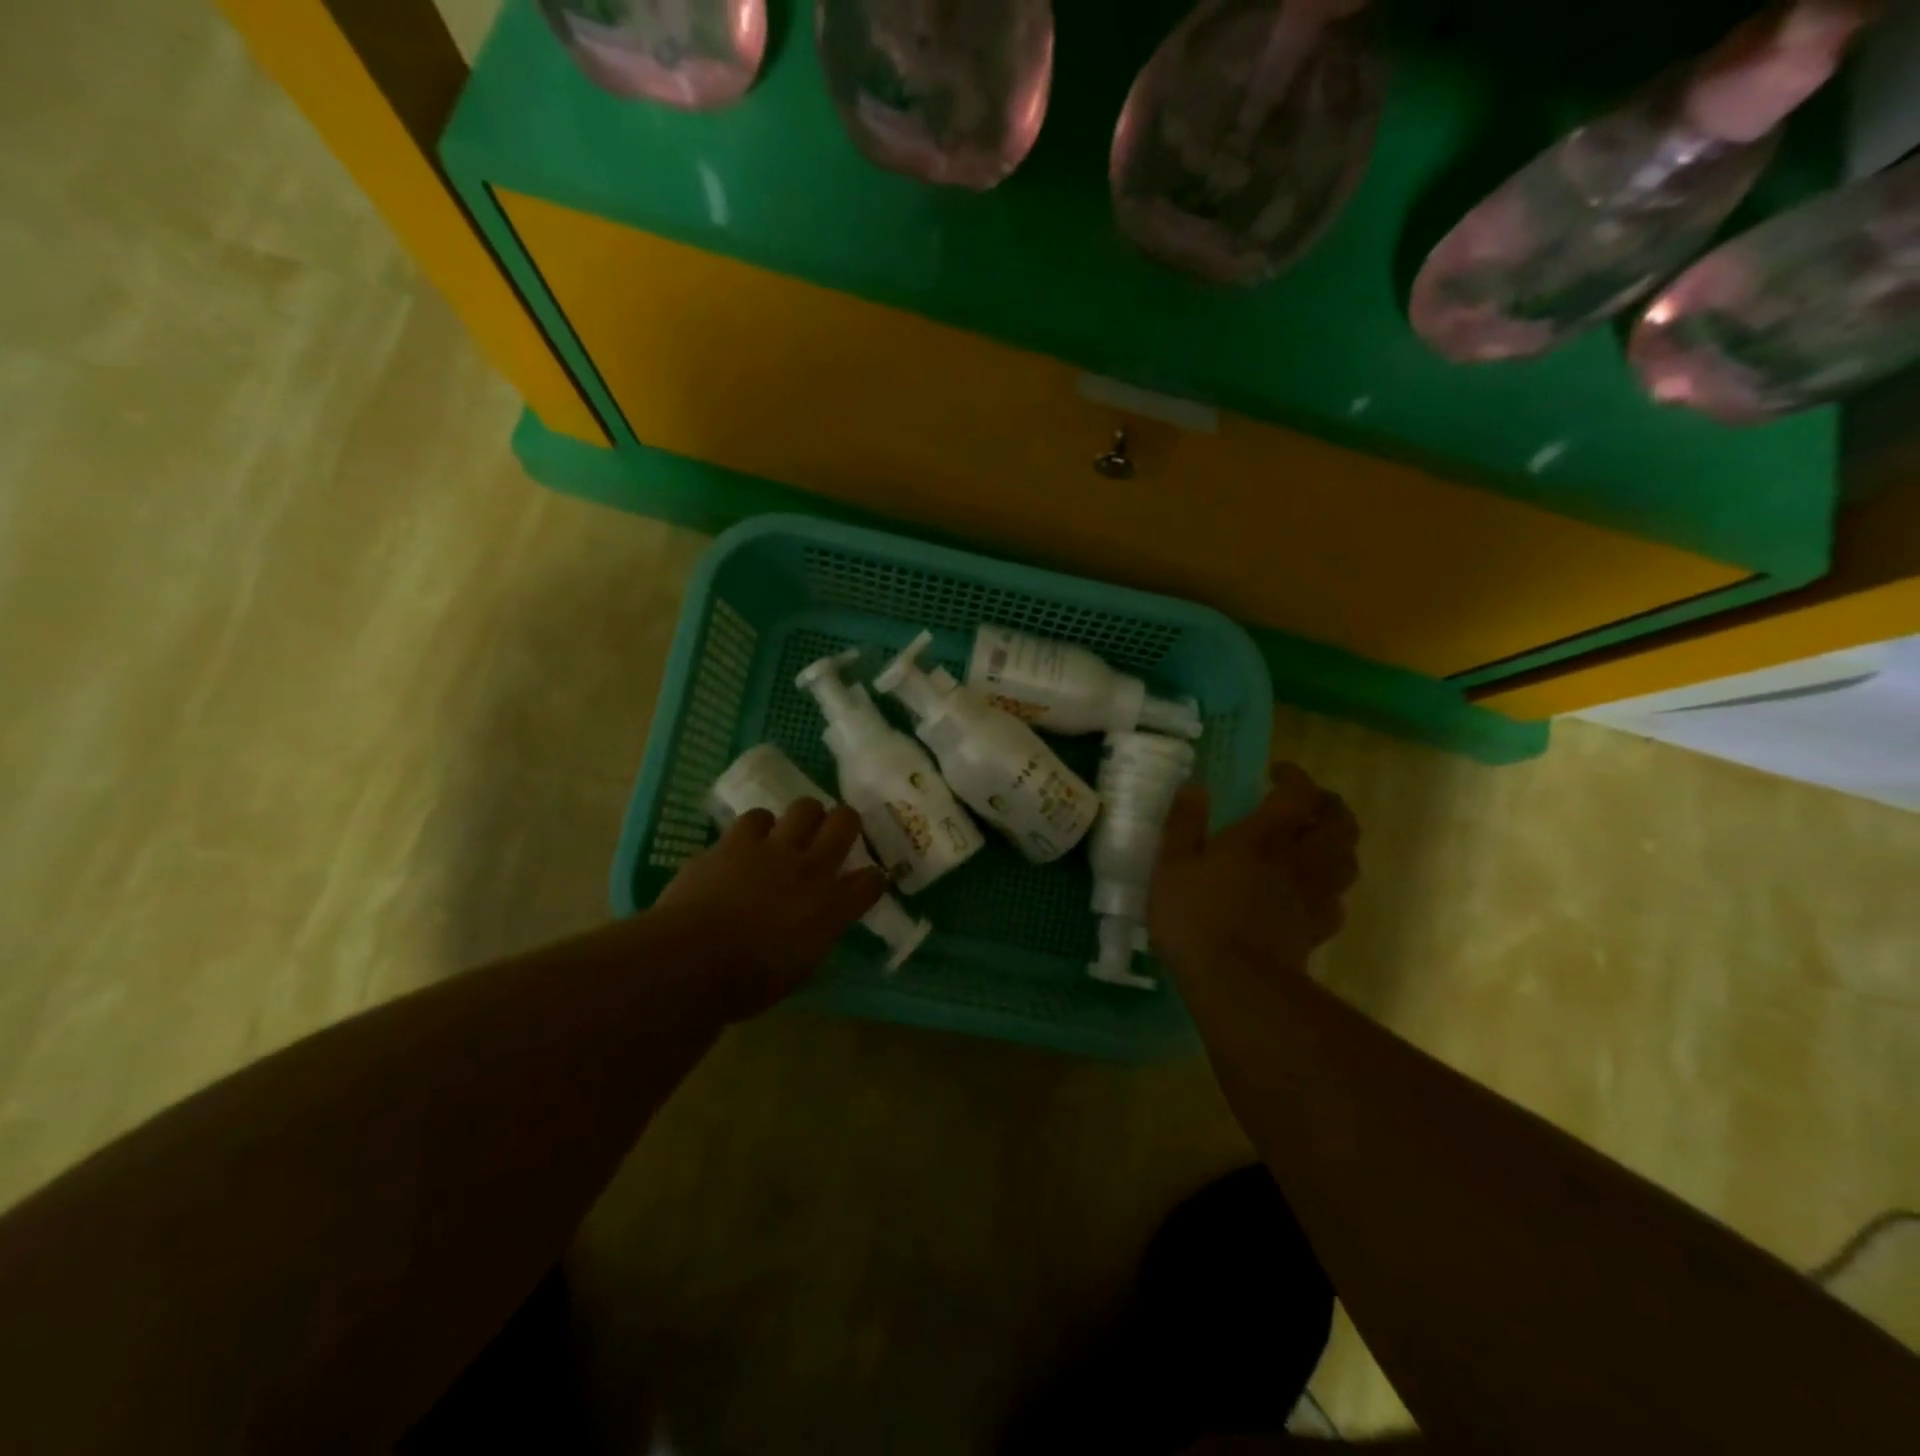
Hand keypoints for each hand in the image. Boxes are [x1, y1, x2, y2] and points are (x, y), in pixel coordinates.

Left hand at [653, 800, 887, 1018]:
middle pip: (845, 822)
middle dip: (845, 822)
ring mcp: (771, 849)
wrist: (692, 959)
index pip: (870, 881)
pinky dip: (756, 829)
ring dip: (800, 820)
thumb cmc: (749, 981)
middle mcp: (809, 868)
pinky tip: (746, 843)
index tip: (866, 882)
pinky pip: (754, 819)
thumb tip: (816, 924)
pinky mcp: (733, 842)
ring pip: (802, 808)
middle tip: (835, 833)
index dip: (872, 878)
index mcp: (831, 907)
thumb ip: (815, 935)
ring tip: (788, 834)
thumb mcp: (799, 969)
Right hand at [1149, 763, 1359, 978]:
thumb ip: (1184, 823)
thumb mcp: (1171, 865)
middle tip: (1308, 804)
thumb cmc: (1195, 917)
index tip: (1276, 773)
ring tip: (1316, 844)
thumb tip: (1195, 786)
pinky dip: (1330, 890)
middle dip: (1331, 806)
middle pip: (1340, 824)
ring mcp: (1312, 897)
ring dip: (1338, 845)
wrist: (1235, 983)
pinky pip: (1336, 903)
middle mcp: (1298, 860)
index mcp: (1263, 837)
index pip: (1298, 793)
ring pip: (1348, 862)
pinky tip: (1311, 894)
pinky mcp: (1316, 930)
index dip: (1295, 776)